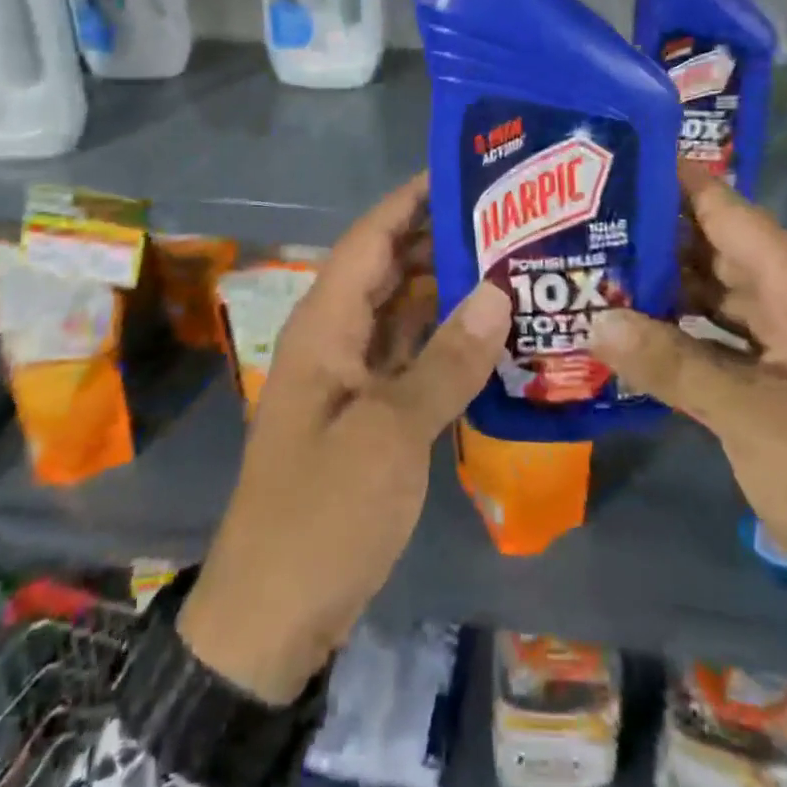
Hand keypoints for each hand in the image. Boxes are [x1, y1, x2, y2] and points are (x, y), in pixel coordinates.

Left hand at [179, 173, 510, 702]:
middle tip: (509, 219)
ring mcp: (352, 378)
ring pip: (404, 313)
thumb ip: (447, 361)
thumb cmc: (322, 514)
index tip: (463, 170)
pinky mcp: (370, 414)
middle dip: (441, 240)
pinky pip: (411, 357)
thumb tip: (498, 292)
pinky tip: (493, 334)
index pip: (369, 239)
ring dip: (449, 291)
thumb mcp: (390, 435)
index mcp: (325, 326)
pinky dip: (447, 342)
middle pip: (390, 270)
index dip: (410, 199)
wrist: (273, 616)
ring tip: (512, 264)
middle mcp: (336, 339)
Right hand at [590, 165, 786, 739]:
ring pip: (716, 295)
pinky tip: (631, 333)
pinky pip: (721, 338)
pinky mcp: (781, 381)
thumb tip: (594, 320)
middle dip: (655, 235)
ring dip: (662, 286)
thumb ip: (672, 363)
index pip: (730, 211)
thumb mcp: (753, 419)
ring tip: (594, 269)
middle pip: (718, 248)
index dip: (675, 182)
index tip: (613, 162)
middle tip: (583, 222)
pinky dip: (680, 333)